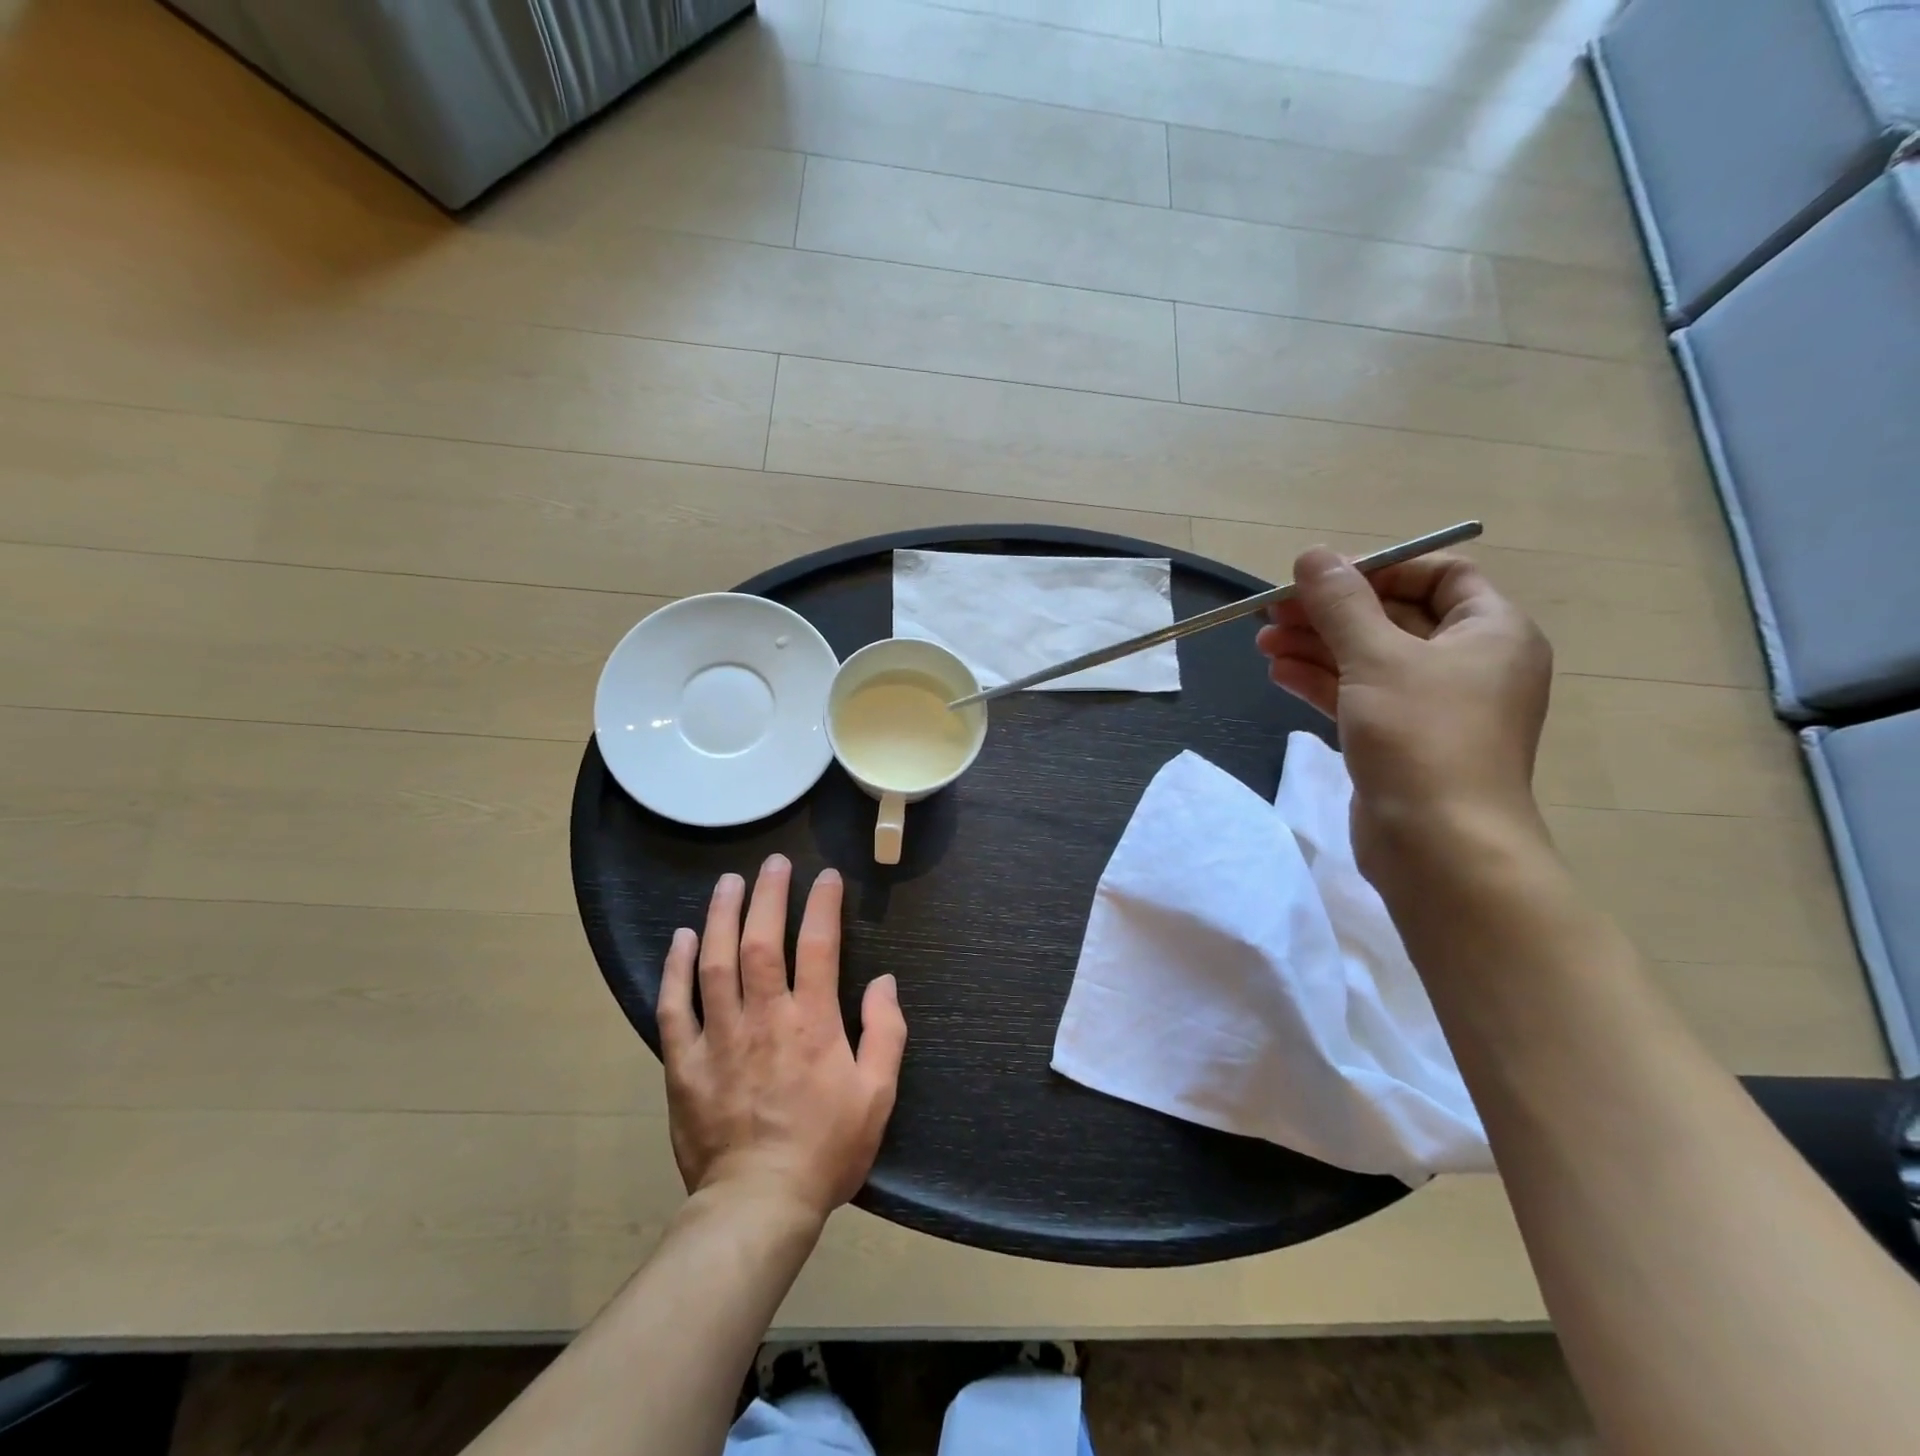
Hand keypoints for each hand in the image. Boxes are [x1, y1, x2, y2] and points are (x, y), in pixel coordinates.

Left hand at [659, 855, 906, 1222]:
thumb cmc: (826, 1149)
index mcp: (813, 1023)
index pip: (819, 946)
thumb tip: (884, 981)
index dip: (823, 905)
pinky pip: (675, 1007)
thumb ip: (886, 1032)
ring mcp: (720, 1038)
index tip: (826, 877)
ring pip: (716, 963)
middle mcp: (764, 1018)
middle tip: (773, 863)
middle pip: (763, 942)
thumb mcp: (877, 1095)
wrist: (758, 1206)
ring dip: (722, 917)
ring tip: (728, 883)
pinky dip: (676, 969)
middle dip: (769, 895)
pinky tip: (681, 938)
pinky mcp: (685, 1063)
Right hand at [1256, 547, 1552, 872]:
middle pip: (1393, 617)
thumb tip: (1312, 555)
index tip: (1321, 578)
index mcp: (1490, 631)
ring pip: (1369, 659)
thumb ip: (1340, 604)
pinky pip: (1359, 695)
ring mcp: (1434, 706)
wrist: (1439, 846)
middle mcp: (1469, 663)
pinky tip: (1278, 673)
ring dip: (1316, 646)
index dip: (1379, 570)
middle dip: (1331, 612)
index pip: (1439, 575)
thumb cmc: (1422, 737)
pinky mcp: (1401, 740)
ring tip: (1262, 641)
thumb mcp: (1377, 658)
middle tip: (1274, 610)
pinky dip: (1321, 681)